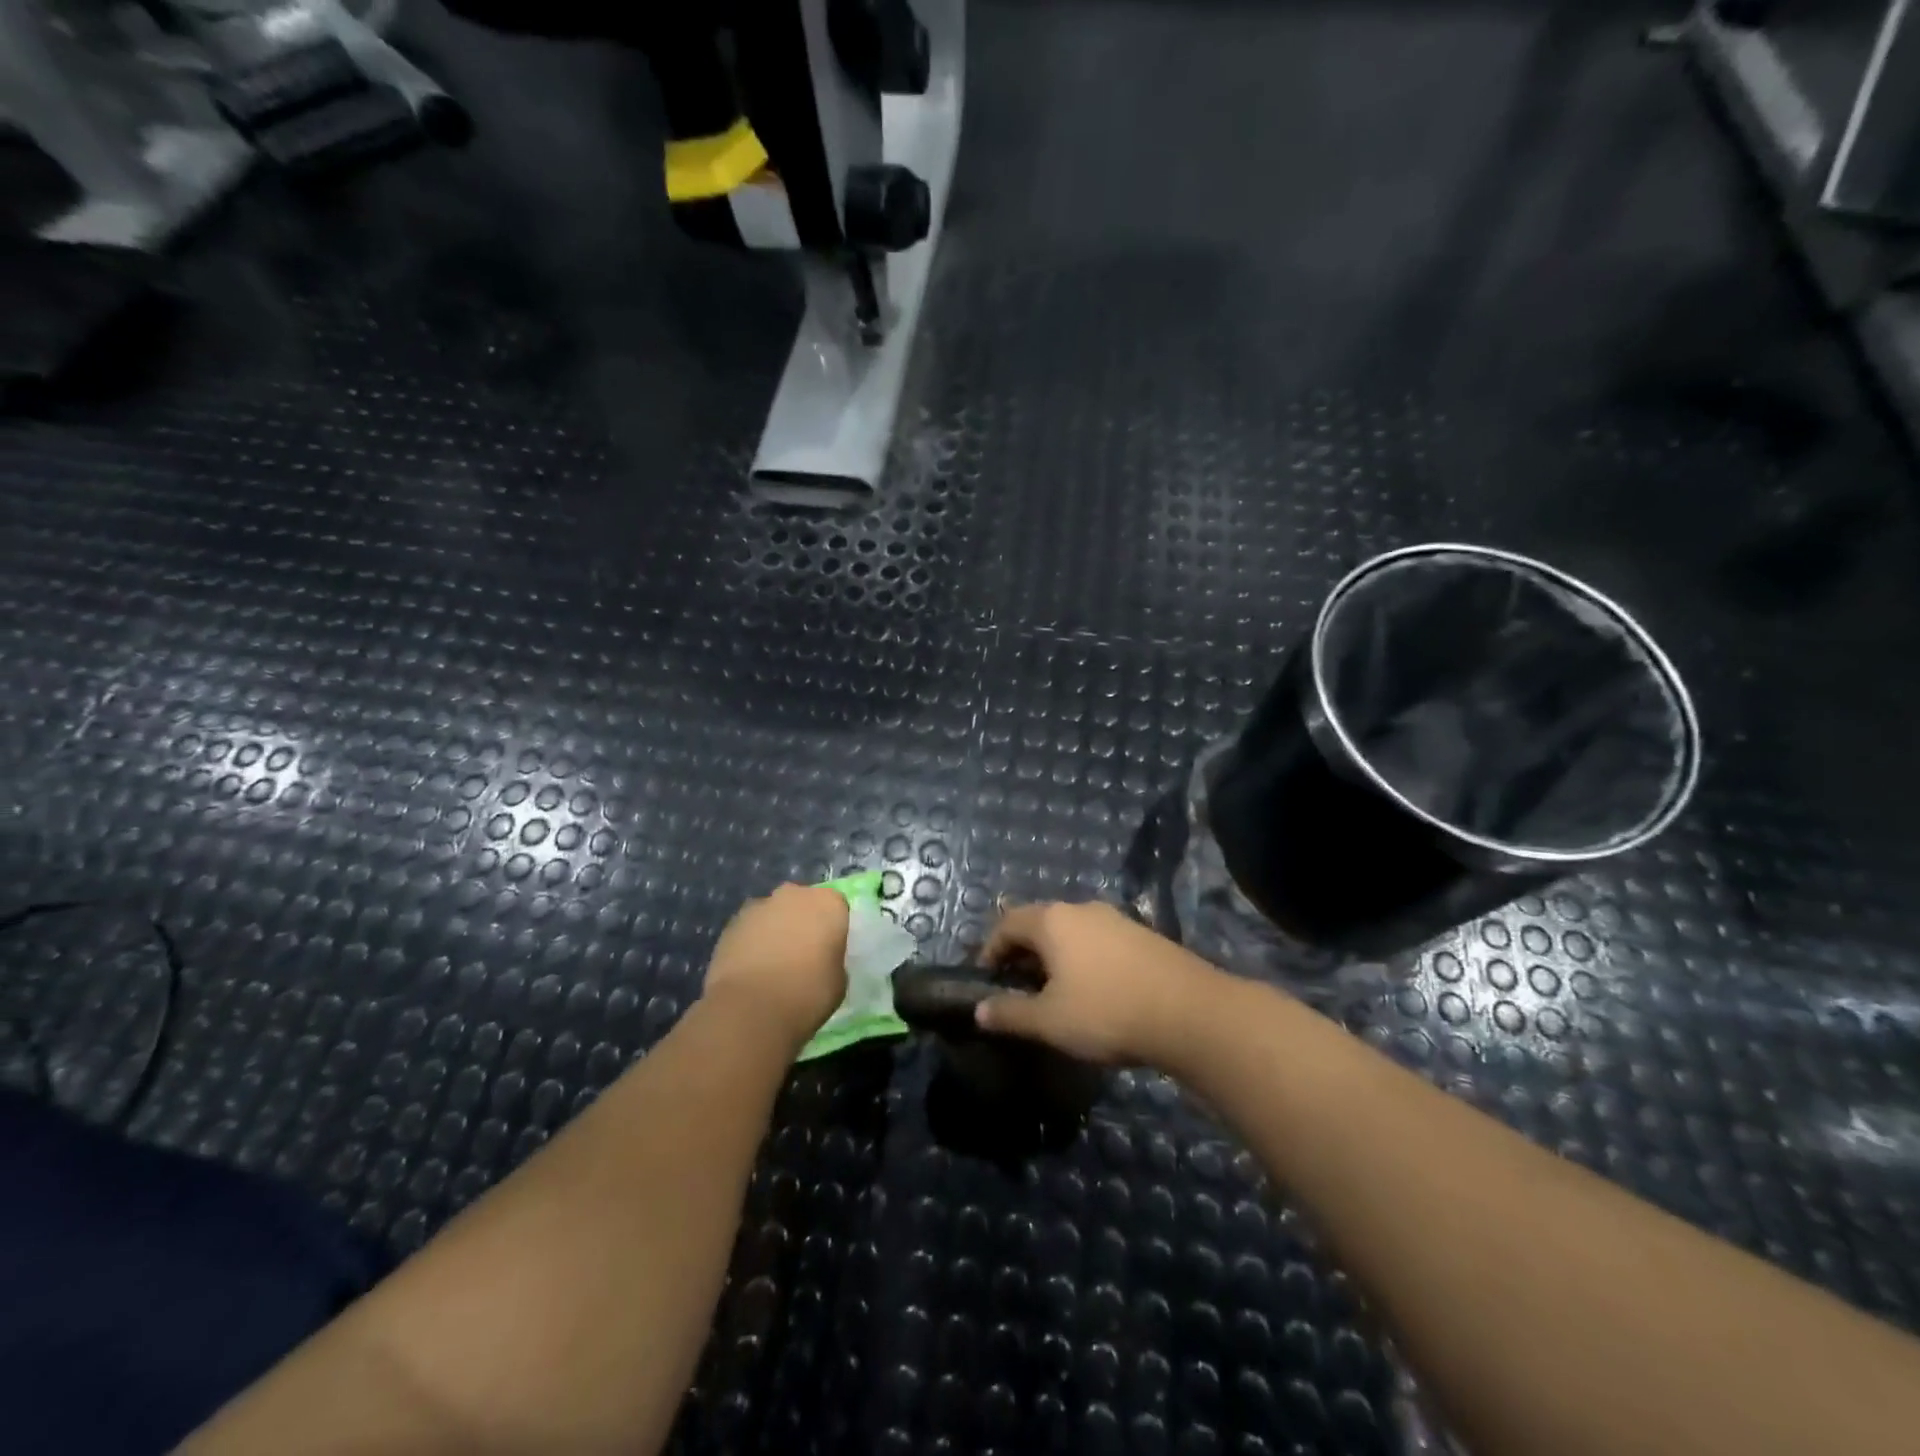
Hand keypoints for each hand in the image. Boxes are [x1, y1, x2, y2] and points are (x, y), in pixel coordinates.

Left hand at [703, 884, 848, 1046]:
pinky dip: (752, 943)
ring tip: (772, 966)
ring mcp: (759, 906)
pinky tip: (751, 971)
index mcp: (828, 904)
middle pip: (802, 903)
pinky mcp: (731, 924)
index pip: (837, 907)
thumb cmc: (808, 994)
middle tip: (802, 955)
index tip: (829, 951)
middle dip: (802, 922)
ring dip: (775, 930)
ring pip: (773, 914)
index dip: (833, 929)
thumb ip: (832, 960)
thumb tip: (821, 960)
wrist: (751, 1009)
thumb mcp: (839, 981)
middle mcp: (794, 895)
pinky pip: (749, 929)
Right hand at [974, 900, 1221, 1066]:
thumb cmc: (1106, 1011)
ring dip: (1055, 955)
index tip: (986, 977)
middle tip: (1016, 986)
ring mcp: (1116, 919)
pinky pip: (1099, 940)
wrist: (1190, 1012)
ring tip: (1054, 991)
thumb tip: (979, 1010)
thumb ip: (1010, 1014)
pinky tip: (1094, 989)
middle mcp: (1082, 909)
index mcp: (1052, 920)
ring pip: (1072, 931)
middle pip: (1039, 922)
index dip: (990, 948)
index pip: (1007, 923)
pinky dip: (1084, 958)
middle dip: (1022, 952)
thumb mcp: (1049, 1021)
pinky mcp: (1143, 934)